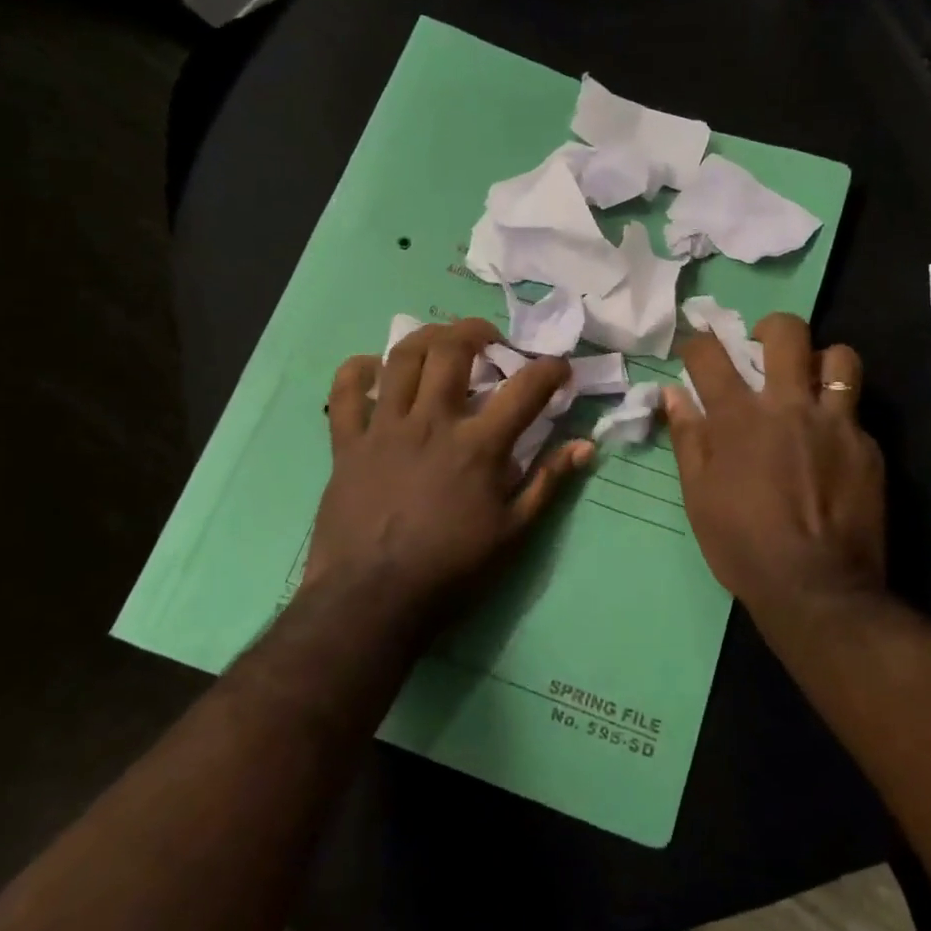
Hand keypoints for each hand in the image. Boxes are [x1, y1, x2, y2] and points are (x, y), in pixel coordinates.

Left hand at [307, 318, 593, 622]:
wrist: (372, 599)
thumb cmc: (451, 569)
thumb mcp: (513, 534)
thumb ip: (548, 483)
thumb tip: (585, 446)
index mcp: (478, 446)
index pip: (525, 390)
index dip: (550, 370)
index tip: (560, 367)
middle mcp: (432, 423)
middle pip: (452, 351)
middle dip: (476, 331)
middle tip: (490, 339)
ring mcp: (385, 429)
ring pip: (401, 359)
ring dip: (425, 338)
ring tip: (440, 342)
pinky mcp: (347, 444)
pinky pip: (345, 394)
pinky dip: (356, 372)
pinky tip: (369, 368)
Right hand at [664, 313, 885, 621]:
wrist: (815, 588)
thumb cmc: (742, 545)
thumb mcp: (698, 496)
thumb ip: (687, 439)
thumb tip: (672, 395)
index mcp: (738, 418)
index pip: (709, 356)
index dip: (698, 343)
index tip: (696, 348)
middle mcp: (788, 406)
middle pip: (787, 333)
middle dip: (771, 327)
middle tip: (765, 346)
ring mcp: (835, 423)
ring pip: (840, 358)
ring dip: (822, 361)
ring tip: (812, 382)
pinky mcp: (868, 447)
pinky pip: (856, 412)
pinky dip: (839, 417)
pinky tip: (832, 446)